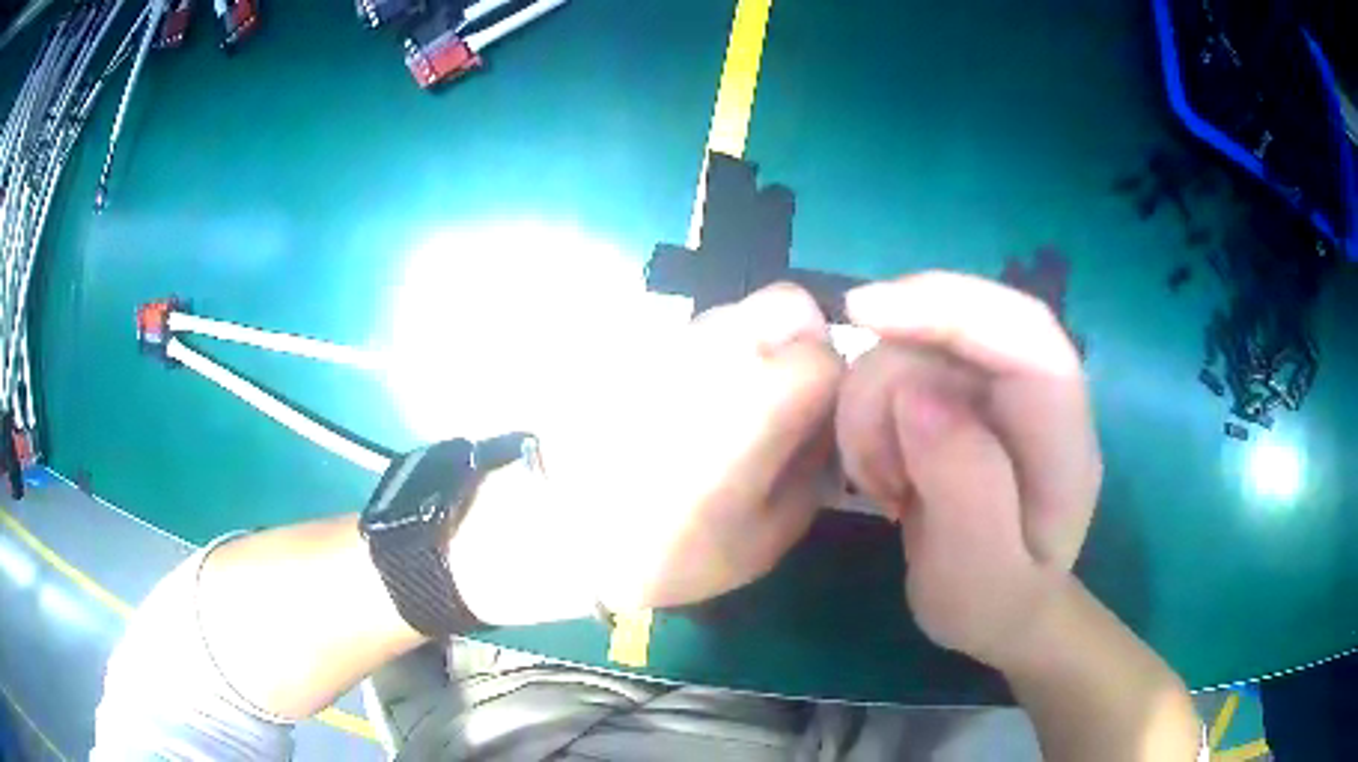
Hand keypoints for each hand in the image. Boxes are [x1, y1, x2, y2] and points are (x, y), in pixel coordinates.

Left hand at [451, 283, 842, 624]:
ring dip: (758, 346)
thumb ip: (813, 473)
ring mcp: (676, 339)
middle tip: (788, 399)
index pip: (829, 353)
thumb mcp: (767, 536)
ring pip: (743, 311)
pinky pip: (699, 332)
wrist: (561, 532)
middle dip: (805, 342)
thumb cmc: (670, 548)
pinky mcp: (642, 346)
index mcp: (762, 396)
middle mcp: (723, 348)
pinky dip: (715, 356)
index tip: (817, 426)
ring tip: (735, 408)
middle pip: (790, 302)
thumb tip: (822, 432)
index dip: (836, 388)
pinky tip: (692, 407)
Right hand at [835, 272, 1100, 668]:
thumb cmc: (996, 606)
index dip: (954, 306)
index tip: (866, 313)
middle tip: (864, 458)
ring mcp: (997, 393)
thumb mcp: (979, 577)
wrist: (1002, 612)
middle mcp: (1038, 398)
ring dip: (874, 408)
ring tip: (882, 484)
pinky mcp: (961, 397)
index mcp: (1065, 441)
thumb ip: (965, 488)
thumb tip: (916, 395)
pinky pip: (898, 369)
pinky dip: (869, 413)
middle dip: (892, 372)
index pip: (1027, 337)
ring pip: (916, 343)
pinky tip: (880, 468)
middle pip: (961, 325)